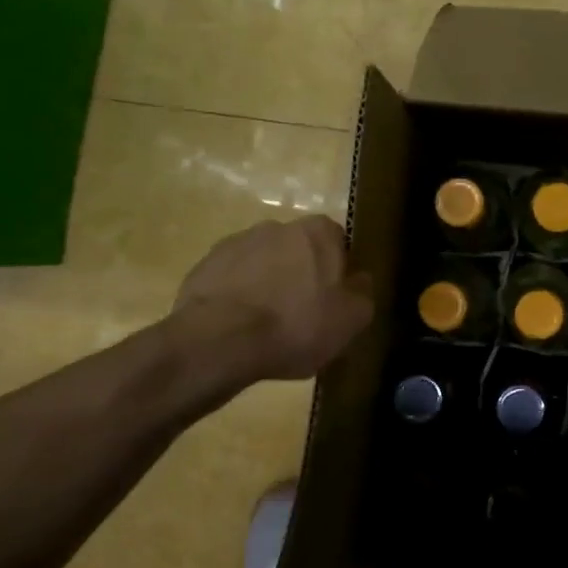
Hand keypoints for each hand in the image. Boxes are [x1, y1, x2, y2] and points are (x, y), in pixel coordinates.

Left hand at [173, 216, 372, 380]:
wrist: (220, 340)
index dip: (338, 270)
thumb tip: (360, 280)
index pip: (337, 241)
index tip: (334, 299)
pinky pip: (233, 280)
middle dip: (301, 275)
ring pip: (264, 264)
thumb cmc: (297, 325)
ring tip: (267, 326)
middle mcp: (277, 226)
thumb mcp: (352, 319)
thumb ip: (363, 293)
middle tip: (303, 314)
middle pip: (299, 250)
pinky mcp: (205, 266)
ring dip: (268, 285)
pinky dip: (239, 297)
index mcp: (318, 232)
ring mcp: (236, 244)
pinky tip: (240, 328)